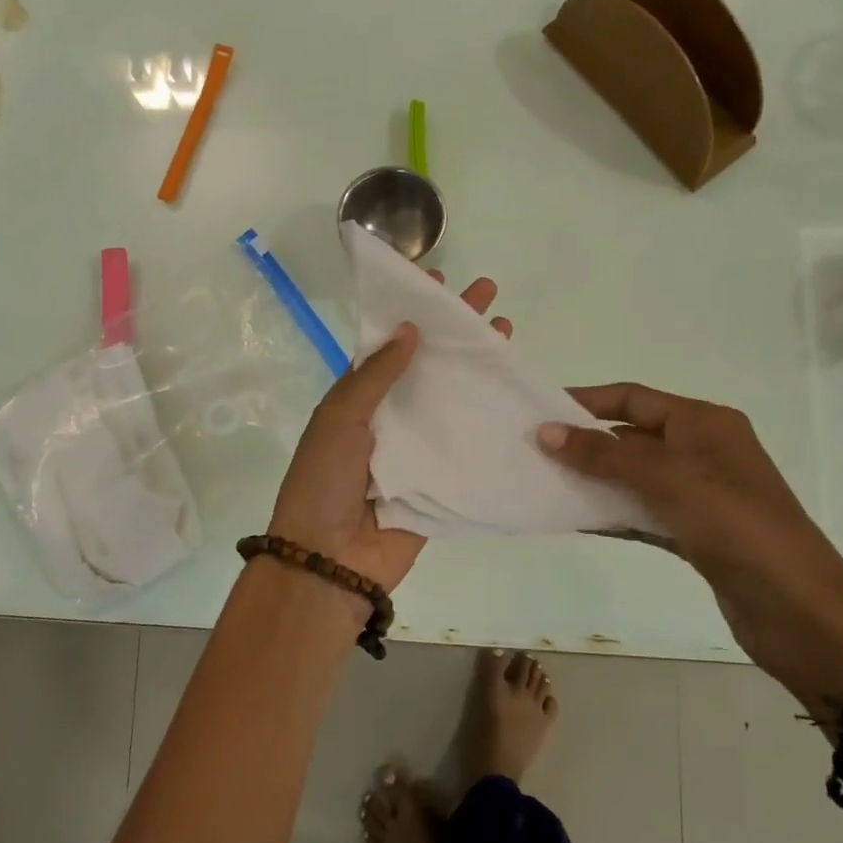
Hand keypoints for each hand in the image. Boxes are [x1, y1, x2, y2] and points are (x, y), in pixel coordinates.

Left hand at [266, 275, 508, 592]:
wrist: (331, 560)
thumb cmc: (325, 481)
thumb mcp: (340, 418)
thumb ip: (374, 376)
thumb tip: (409, 329)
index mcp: (359, 398)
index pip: (392, 345)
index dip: (414, 314)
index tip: (440, 282)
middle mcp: (391, 417)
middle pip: (429, 366)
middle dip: (457, 333)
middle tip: (490, 298)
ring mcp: (419, 448)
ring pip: (453, 401)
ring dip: (479, 371)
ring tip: (509, 337)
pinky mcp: (441, 480)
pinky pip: (467, 446)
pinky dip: (491, 424)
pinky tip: (517, 399)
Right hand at [538, 384, 842, 711]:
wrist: (801, 613)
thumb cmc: (736, 527)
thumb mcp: (667, 480)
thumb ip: (604, 455)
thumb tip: (546, 431)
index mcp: (704, 423)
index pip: (634, 399)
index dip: (587, 401)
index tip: (540, 411)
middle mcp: (703, 451)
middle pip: (632, 437)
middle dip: (585, 443)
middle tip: (534, 452)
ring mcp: (701, 494)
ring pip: (635, 477)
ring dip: (595, 480)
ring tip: (545, 484)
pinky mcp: (697, 534)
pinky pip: (643, 513)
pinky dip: (613, 514)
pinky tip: (577, 521)